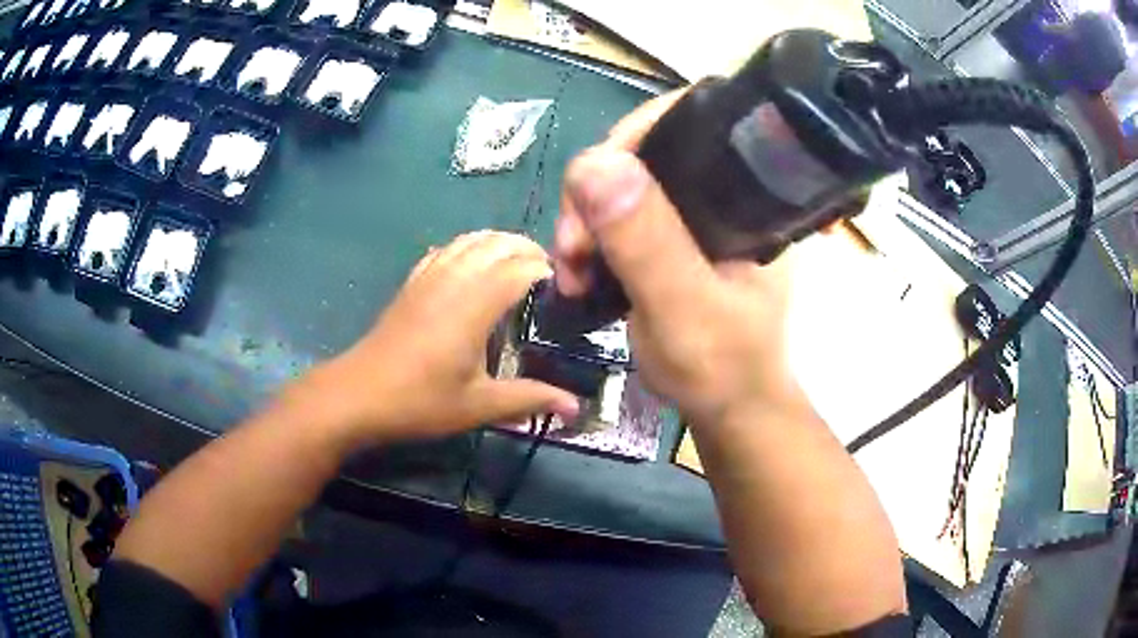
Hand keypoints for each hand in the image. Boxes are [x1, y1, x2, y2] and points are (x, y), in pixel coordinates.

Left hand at [311, 231, 578, 445]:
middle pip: (497, 243)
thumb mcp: (478, 406)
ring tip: (518, 263)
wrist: (358, 394)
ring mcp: (429, 277)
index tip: (564, 290)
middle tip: (548, 276)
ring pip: (470, 240)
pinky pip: (446, 249)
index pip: (519, 268)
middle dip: (527, 249)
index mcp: (474, 304)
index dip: (546, 271)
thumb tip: (576, 408)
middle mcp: (454, 279)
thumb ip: (529, 400)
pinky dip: (469, 246)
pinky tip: (474, 264)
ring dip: (499, 243)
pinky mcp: (412, 283)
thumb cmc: (420, 401)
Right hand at [552, 91, 799, 426]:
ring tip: (571, 272)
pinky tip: (579, 272)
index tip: (590, 186)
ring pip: (624, 188)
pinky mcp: (671, 239)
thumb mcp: (683, 307)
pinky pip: (619, 218)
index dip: (631, 137)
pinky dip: (591, 239)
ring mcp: (693, 217)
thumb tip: (594, 161)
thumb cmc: (721, 367)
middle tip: (572, 249)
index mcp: (743, 196)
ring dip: (585, 222)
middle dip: (594, 193)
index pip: (689, 124)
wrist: (727, 408)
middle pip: (644, 155)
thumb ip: (647, 241)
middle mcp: (721, 194)